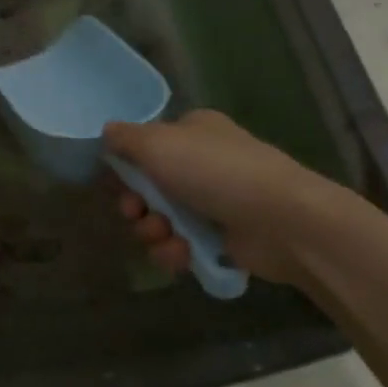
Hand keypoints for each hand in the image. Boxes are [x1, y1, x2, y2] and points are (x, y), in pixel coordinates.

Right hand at [104, 110, 357, 284]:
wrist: (282, 221)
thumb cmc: (215, 172)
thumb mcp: (158, 143)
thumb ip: (124, 138)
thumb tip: (106, 133)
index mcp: (192, 131)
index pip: (147, 146)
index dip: (127, 167)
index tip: (118, 184)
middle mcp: (203, 163)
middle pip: (149, 187)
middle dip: (136, 206)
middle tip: (136, 214)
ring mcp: (215, 202)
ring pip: (162, 220)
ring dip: (153, 232)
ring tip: (165, 238)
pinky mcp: (223, 238)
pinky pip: (182, 245)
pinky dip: (175, 252)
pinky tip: (181, 254)